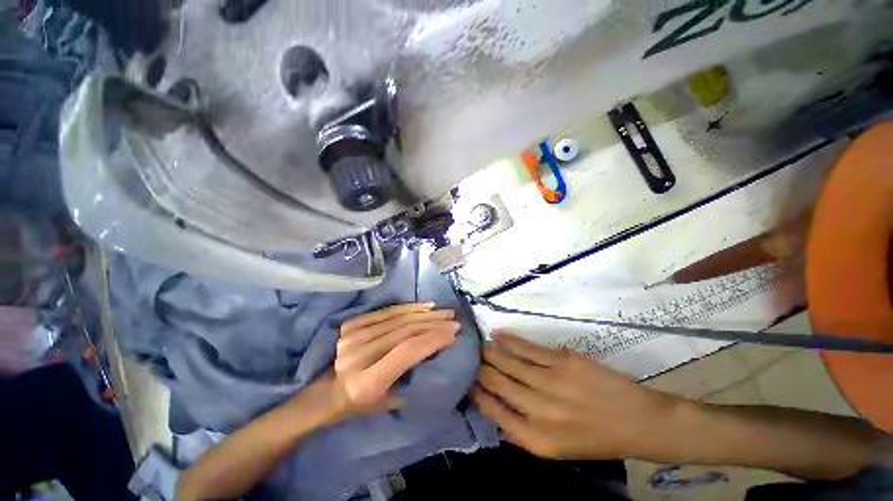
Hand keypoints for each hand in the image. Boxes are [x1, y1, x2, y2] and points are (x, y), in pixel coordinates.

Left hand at [310, 303, 459, 422]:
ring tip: (443, 312)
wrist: (326, 392)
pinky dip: (407, 307)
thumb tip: (437, 349)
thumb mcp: (389, 402)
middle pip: (404, 331)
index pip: (408, 351)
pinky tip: (424, 306)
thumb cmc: (360, 404)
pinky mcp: (350, 325)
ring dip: (425, 313)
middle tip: (453, 319)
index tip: (454, 332)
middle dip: (433, 323)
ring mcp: (352, 337)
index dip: (433, 338)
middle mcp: (358, 355)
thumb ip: (412, 376)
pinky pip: (386, 312)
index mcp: (367, 382)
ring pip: (397, 319)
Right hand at [472, 332, 680, 459]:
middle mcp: (538, 411)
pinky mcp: (562, 361)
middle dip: (479, 368)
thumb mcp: (557, 450)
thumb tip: (493, 416)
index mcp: (535, 439)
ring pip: (508, 362)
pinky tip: (497, 335)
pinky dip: (509, 340)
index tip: (467, 381)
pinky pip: (527, 348)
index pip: (493, 410)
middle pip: (496, 382)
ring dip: (490, 352)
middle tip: (470, 358)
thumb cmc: (595, 439)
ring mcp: (550, 382)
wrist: (638, 422)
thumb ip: (522, 435)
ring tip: (480, 346)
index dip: (476, 392)